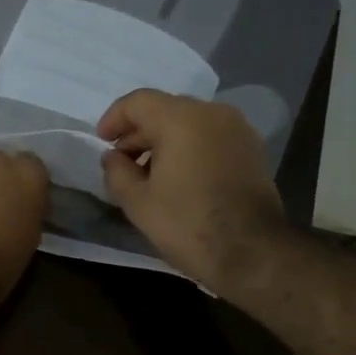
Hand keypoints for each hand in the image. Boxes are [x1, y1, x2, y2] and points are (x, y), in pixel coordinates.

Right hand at [98, 90, 288, 289]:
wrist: (253, 252)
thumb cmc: (188, 224)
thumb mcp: (138, 202)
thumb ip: (117, 172)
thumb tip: (113, 157)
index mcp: (181, 118)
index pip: (138, 102)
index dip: (114, 118)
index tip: (102, 142)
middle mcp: (212, 113)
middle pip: (165, 109)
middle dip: (139, 132)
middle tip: (122, 161)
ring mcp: (238, 129)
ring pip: (190, 123)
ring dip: (165, 141)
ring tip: (149, 173)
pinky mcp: (253, 150)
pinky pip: (211, 137)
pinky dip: (190, 148)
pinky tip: (179, 178)